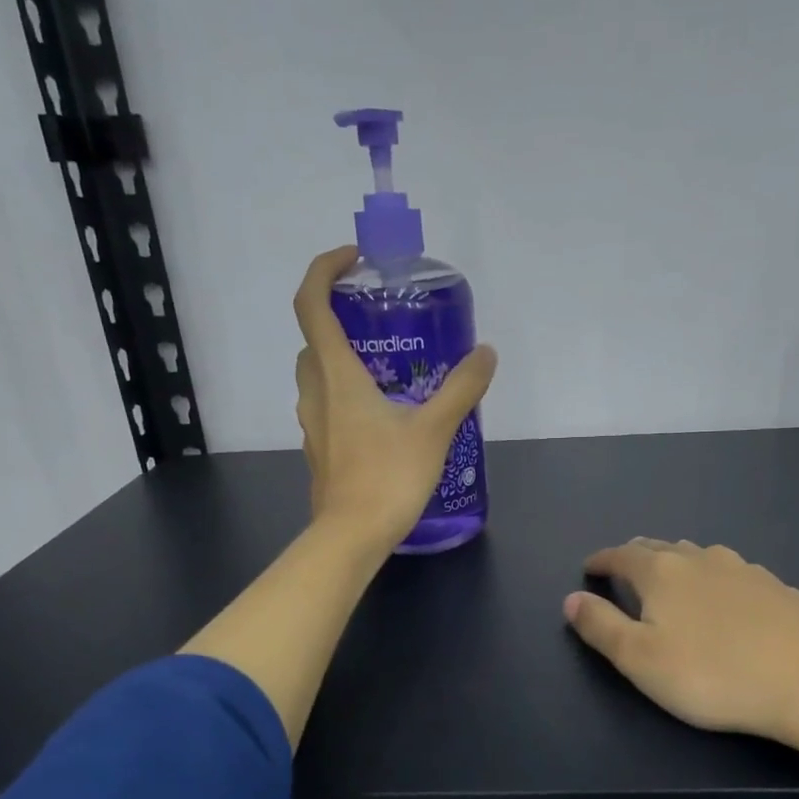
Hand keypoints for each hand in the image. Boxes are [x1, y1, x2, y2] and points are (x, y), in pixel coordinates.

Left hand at [293, 246, 497, 554]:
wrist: (352, 537)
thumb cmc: (388, 477)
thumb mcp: (434, 429)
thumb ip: (462, 388)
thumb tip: (486, 354)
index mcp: (336, 374)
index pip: (312, 304)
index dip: (325, 270)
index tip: (354, 261)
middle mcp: (316, 392)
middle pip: (313, 339)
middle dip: (339, 319)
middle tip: (381, 323)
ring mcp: (313, 424)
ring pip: (317, 375)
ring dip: (342, 359)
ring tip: (388, 370)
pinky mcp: (320, 450)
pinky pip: (327, 406)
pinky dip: (346, 395)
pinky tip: (384, 417)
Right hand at [562, 539, 798, 742]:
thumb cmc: (712, 675)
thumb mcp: (640, 660)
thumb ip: (600, 626)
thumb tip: (571, 599)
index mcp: (662, 572)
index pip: (621, 555)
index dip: (600, 561)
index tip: (588, 569)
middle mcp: (700, 558)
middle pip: (659, 547)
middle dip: (635, 556)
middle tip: (624, 569)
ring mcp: (743, 568)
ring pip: (697, 554)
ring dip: (676, 561)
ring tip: (670, 578)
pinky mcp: (775, 586)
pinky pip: (730, 572)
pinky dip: (712, 577)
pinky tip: (723, 597)